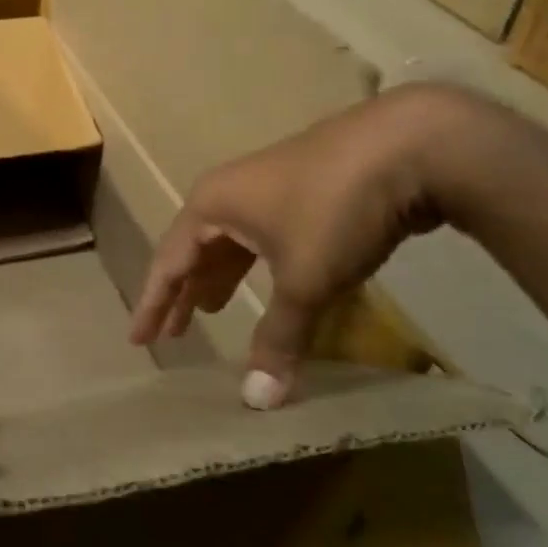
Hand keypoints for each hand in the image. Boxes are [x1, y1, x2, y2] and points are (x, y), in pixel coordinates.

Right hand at [129, 85, 477, 407]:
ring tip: (210, 311)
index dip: (154, 304)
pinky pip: (261, 237)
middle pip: (194, 251)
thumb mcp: (304, 279)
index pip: (169, 263)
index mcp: (211, 206)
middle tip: (172, 334)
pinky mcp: (302, 189)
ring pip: (230, 243)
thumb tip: (258, 401)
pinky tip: (267, 283)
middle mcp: (228, 193)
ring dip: (219, 278)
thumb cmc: (334, 209)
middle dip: (183, 293)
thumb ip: (279, 337)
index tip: (138, 340)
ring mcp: (266, 187)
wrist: (409, 145)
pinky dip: (254, 267)